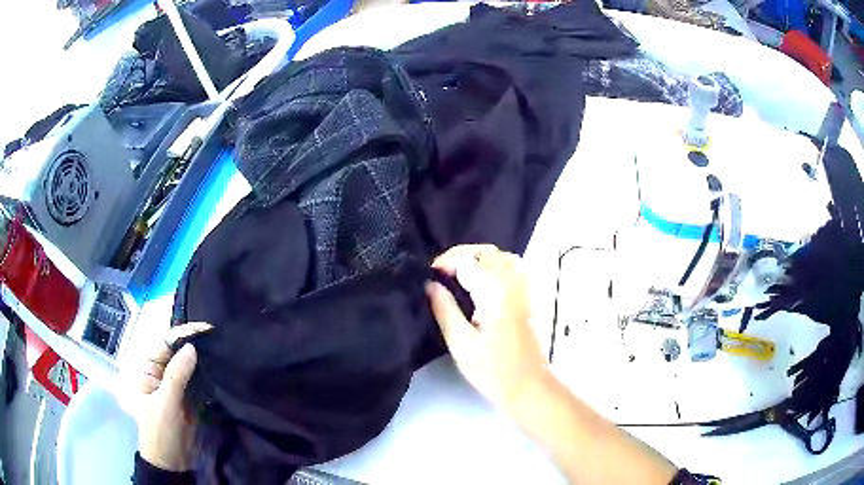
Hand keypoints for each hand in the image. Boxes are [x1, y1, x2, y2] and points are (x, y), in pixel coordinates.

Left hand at [134, 322, 210, 471]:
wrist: (171, 463)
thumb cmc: (160, 431)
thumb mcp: (166, 403)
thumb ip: (177, 375)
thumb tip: (191, 347)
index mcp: (148, 369)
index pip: (164, 344)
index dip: (182, 334)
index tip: (205, 329)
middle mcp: (161, 374)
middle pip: (177, 352)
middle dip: (195, 344)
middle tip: (217, 337)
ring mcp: (176, 387)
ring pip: (189, 366)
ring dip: (203, 359)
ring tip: (222, 349)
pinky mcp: (189, 399)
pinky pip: (198, 382)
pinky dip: (208, 376)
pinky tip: (220, 369)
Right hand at [426, 245, 547, 411]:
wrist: (527, 386)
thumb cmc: (491, 370)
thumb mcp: (460, 343)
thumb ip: (444, 309)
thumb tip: (430, 284)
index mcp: (495, 292)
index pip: (466, 261)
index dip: (444, 264)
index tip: (428, 277)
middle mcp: (513, 282)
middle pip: (485, 252)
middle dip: (459, 256)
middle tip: (439, 274)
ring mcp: (524, 287)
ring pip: (500, 255)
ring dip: (477, 258)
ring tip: (457, 274)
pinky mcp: (528, 295)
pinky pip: (512, 266)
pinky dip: (494, 264)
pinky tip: (481, 280)